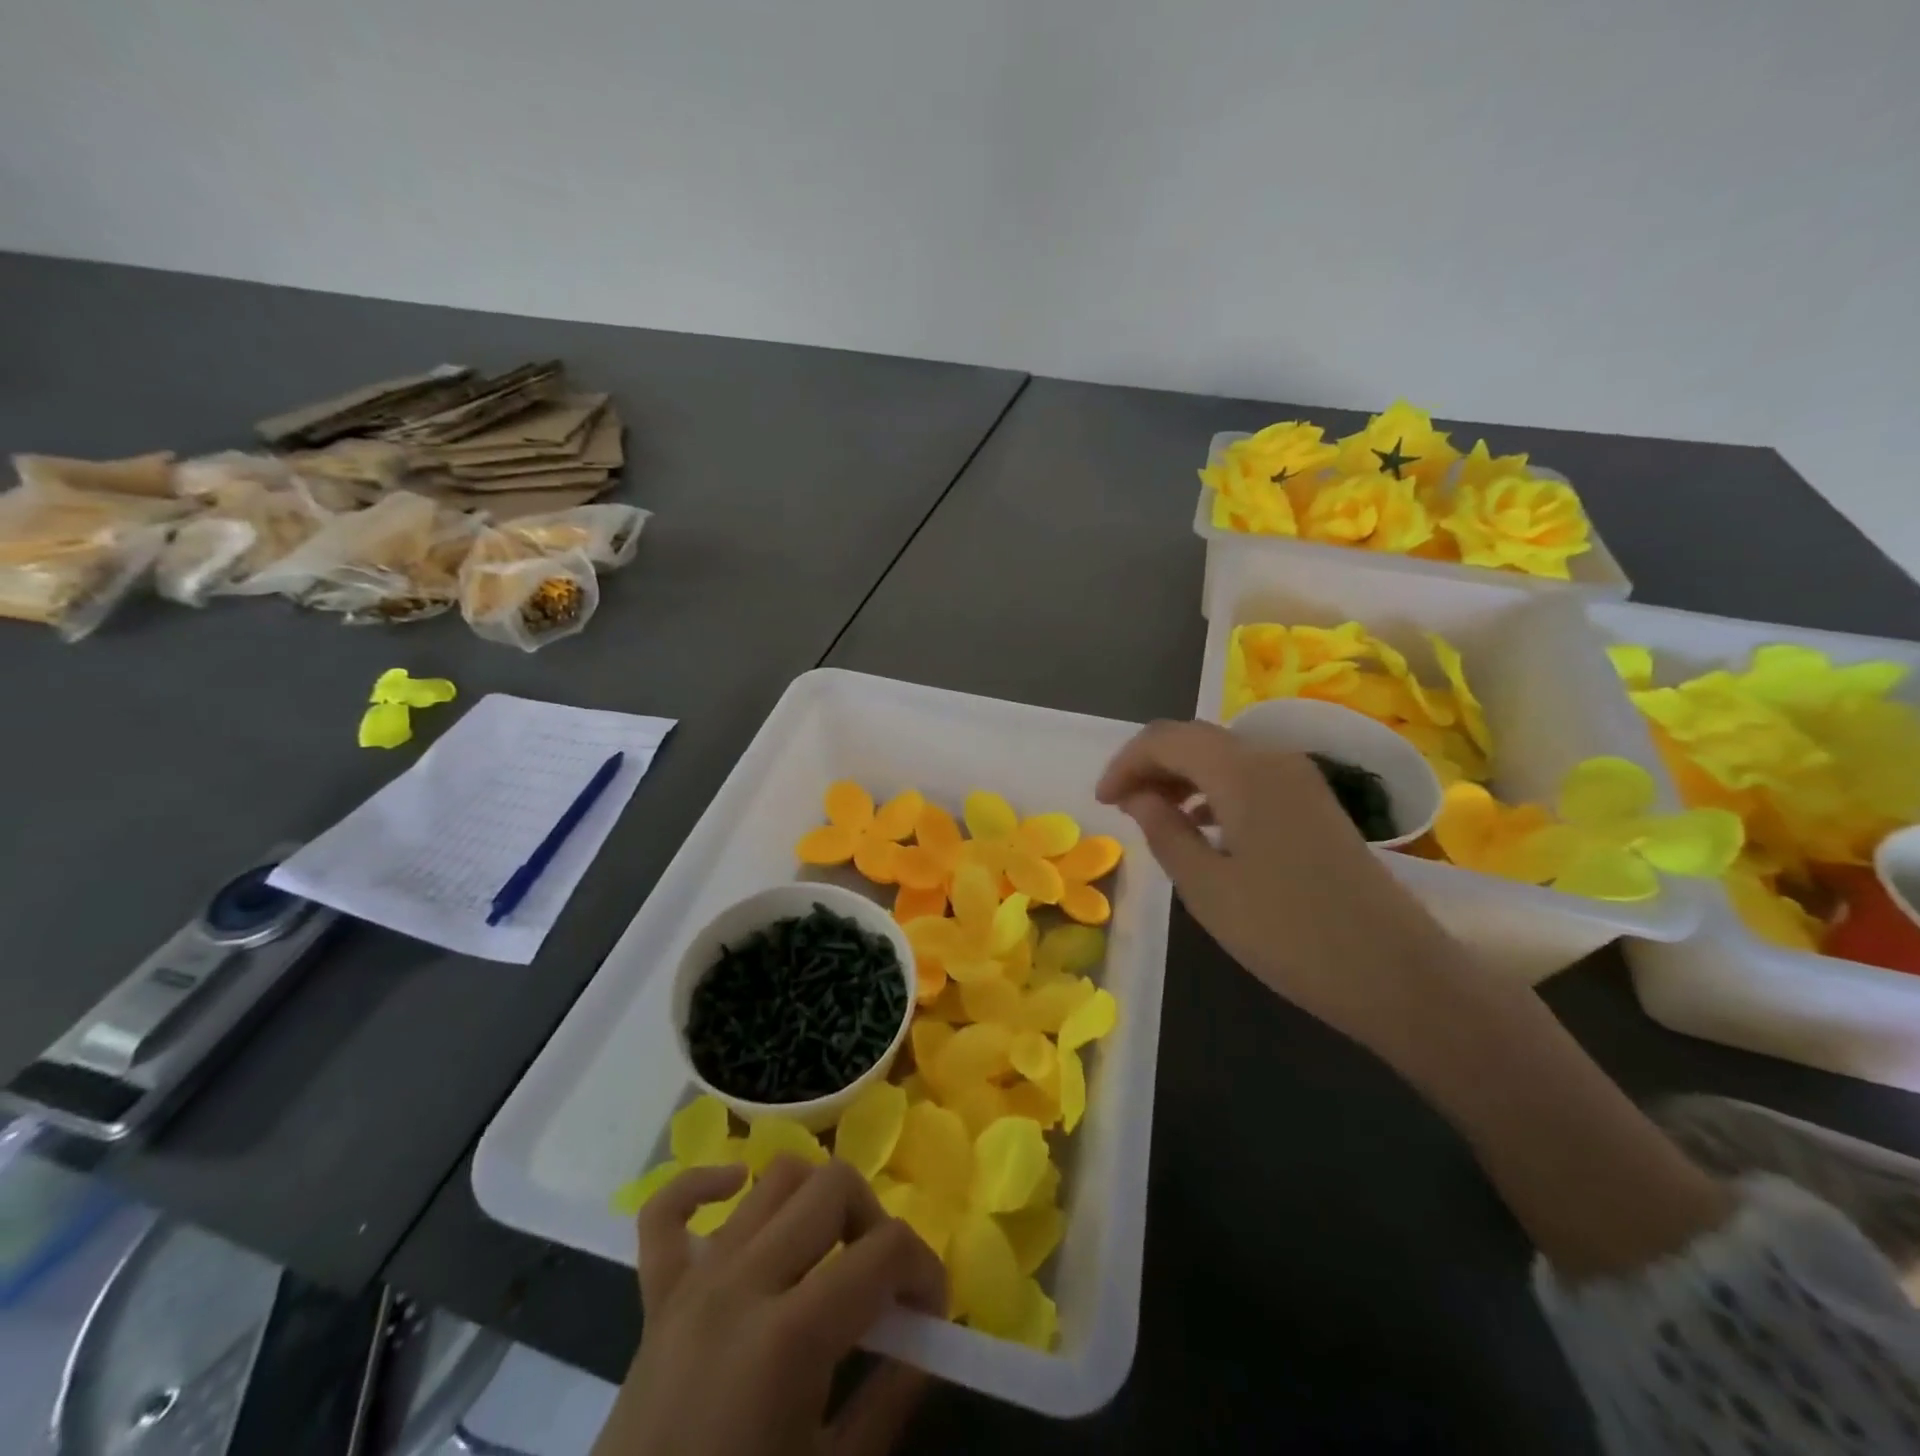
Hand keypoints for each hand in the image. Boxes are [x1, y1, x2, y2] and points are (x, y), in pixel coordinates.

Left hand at [593, 1157, 946, 1455]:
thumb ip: (889, 1402)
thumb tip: (927, 1341)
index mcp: (790, 1336)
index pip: (885, 1250)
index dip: (925, 1269)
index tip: (930, 1313)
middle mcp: (743, 1282)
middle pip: (833, 1185)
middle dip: (875, 1220)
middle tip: (880, 1282)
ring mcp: (694, 1281)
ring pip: (773, 1179)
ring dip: (816, 1199)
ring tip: (830, 1251)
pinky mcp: (655, 1294)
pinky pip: (667, 1209)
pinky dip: (706, 1183)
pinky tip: (740, 1193)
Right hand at [1099, 719, 1731, 1279]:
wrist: (1398, 975)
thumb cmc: (1289, 933)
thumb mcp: (1208, 888)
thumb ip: (1166, 833)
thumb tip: (1140, 797)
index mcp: (1243, 772)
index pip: (1167, 739)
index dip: (1126, 762)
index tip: (1102, 802)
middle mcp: (1274, 761)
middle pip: (1197, 740)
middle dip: (1152, 766)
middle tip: (1122, 807)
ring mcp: (1302, 783)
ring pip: (1225, 759)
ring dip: (1183, 778)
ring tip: (1154, 817)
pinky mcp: (1318, 808)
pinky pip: (1251, 780)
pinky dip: (1215, 792)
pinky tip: (1204, 828)